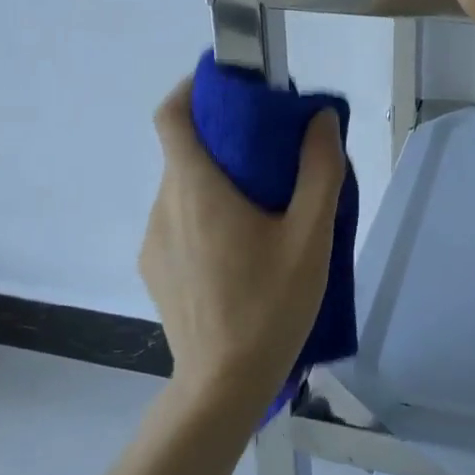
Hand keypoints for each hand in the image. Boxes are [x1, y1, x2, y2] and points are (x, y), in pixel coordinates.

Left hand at [137, 77, 346, 413]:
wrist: (223, 387)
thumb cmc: (269, 306)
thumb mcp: (310, 237)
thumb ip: (319, 171)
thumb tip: (320, 119)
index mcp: (196, 189)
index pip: (171, 116)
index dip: (192, 90)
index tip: (226, 88)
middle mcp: (164, 206)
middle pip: (183, 152)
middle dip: (221, 140)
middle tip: (269, 152)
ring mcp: (154, 241)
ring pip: (182, 189)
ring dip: (215, 181)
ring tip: (261, 206)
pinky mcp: (155, 269)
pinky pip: (177, 222)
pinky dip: (204, 214)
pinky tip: (239, 249)